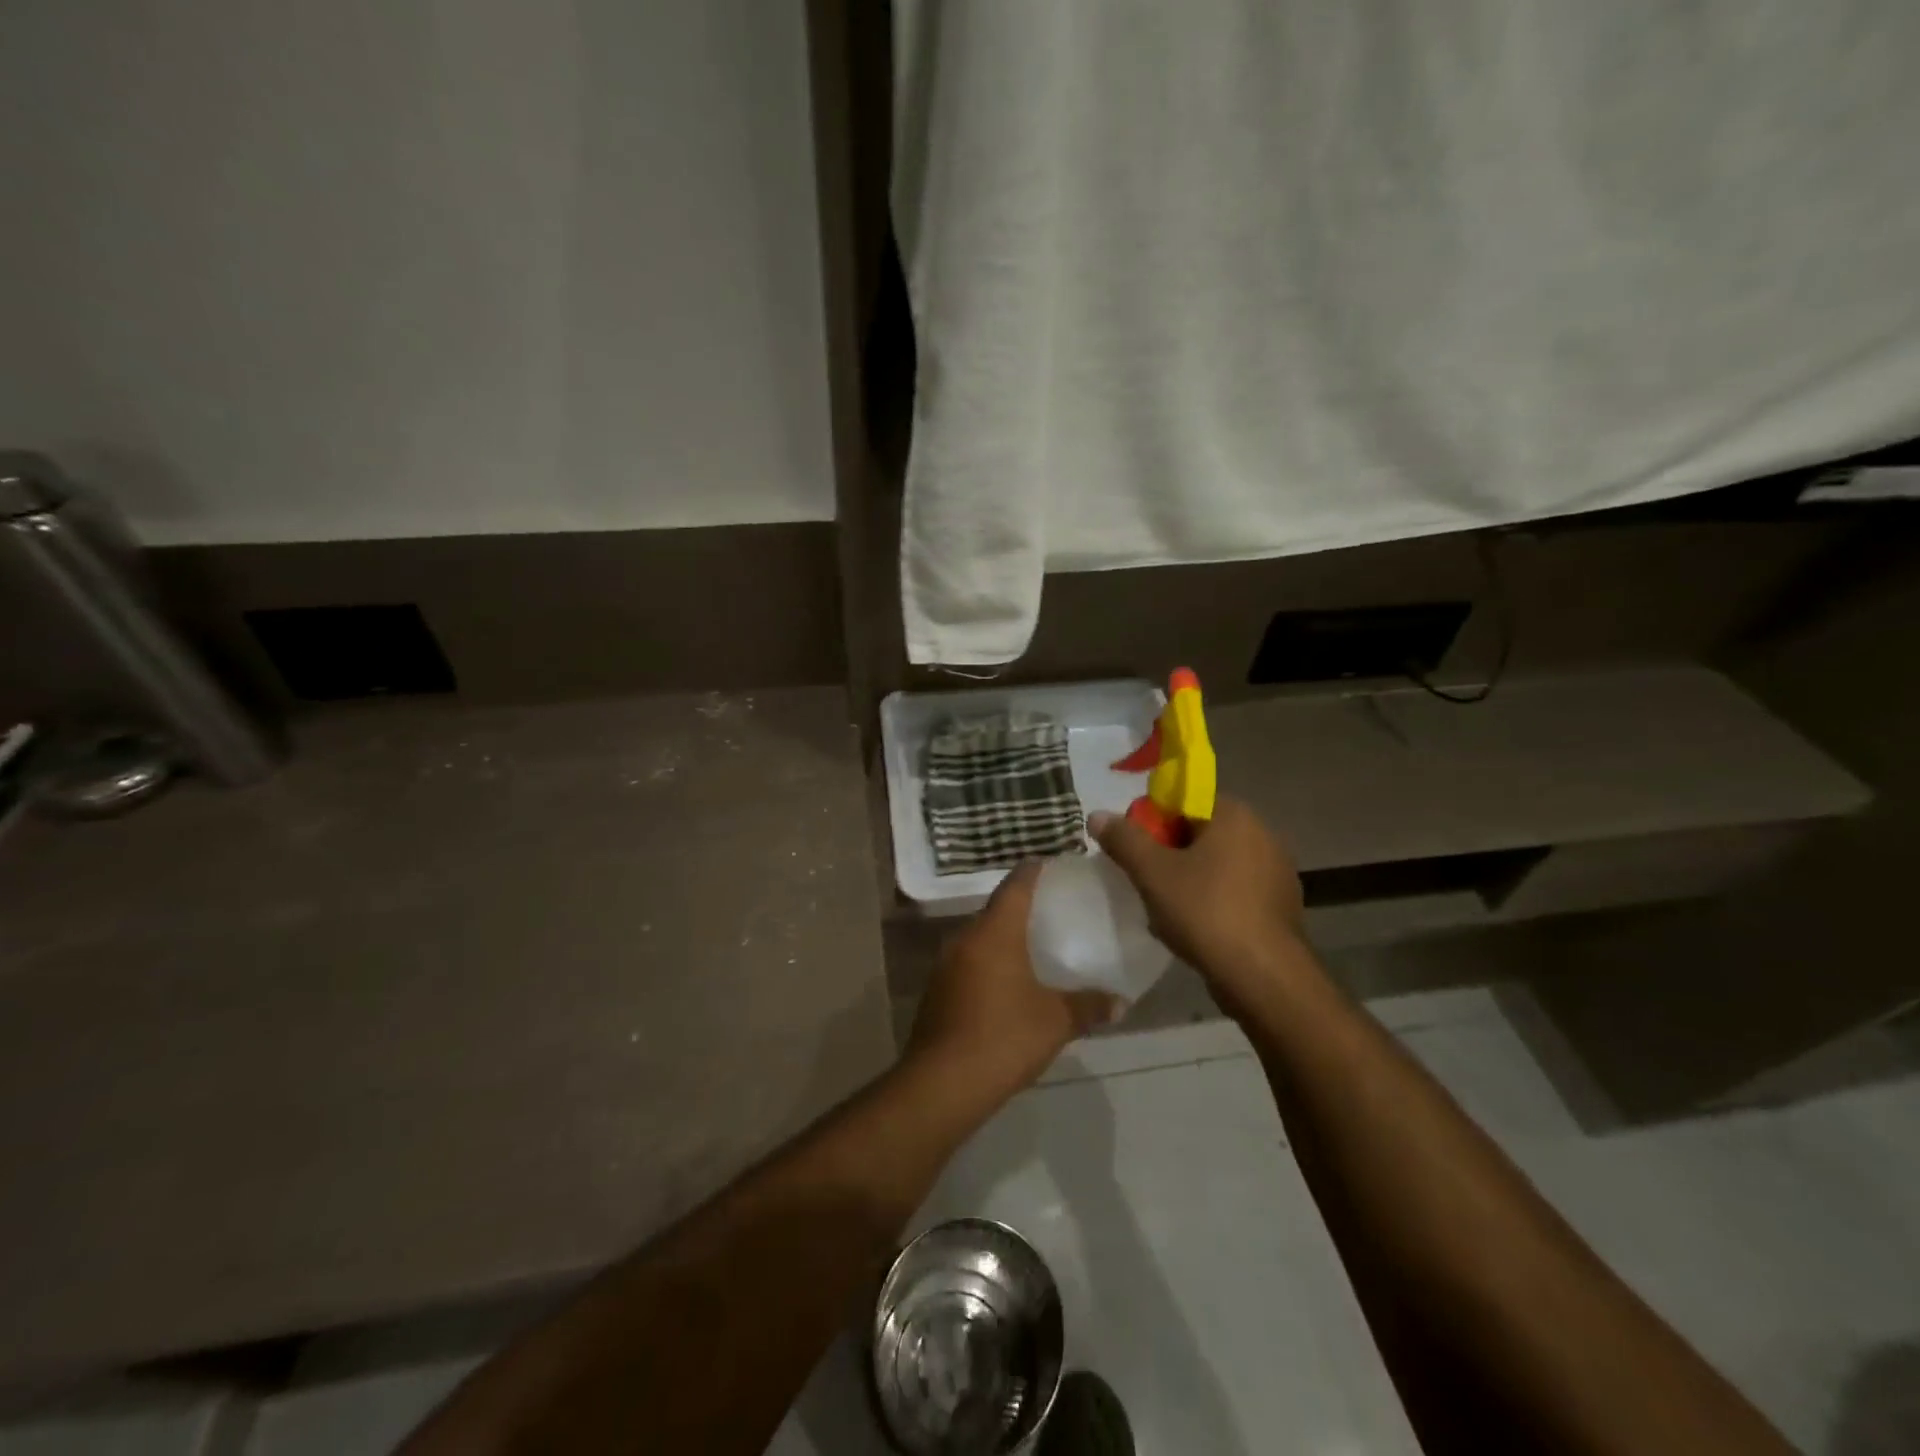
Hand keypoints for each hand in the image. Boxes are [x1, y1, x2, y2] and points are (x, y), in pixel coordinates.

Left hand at [907, 863, 1120, 1098]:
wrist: (943, 1083)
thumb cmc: (1004, 1037)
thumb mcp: (1056, 1021)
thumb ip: (1089, 1006)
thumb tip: (1121, 1002)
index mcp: (995, 932)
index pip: (1015, 886)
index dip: (1033, 871)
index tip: (1048, 863)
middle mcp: (965, 938)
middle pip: (994, 910)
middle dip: (1019, 908)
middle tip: (1049, 910)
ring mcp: (945, 964)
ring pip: (978, 938)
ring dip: (1001, 938)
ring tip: (1030, 947)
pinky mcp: (936, 990)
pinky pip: (967, 963)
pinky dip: (987, 963)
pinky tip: (1005, 984)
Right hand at [1091, 797, 1309, 1016]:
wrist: (1263, 976)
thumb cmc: (1205, 912)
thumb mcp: (1152, 872)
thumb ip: (1124, 839)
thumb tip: (1098, 815)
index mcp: (1234, 815)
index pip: (1183, 801)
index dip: (1152, 822)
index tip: (1134, 850)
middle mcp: (1262, 833)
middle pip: (1199, 832)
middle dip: (1168, 853)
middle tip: (1144, 880)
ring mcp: (1276, 871)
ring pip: (1216, 864)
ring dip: (1188, 879)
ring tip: (1165, 909)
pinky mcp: (1280, 904)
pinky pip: (1235, 890)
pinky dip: (1212, 900)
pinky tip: (1195, 927)